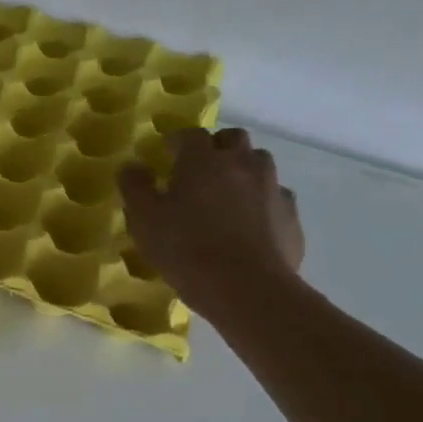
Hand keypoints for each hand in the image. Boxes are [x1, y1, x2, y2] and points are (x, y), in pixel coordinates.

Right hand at [118, 127, 304, 318]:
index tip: (165, 151)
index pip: (190, 134)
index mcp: (203, 161)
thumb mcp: (144, 219)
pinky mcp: (290, 215)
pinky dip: (260, 200)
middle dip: (215, 146)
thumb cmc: (185, 248)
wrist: (245, 287)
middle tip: (197, 168)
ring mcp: (272, 188)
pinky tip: (247, 222)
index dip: (176, 140)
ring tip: (224, 194)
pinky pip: (274, 196)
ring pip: (258, 164)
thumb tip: (131, 166)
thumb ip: (135, 187)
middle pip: (233, 139)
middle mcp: (242, 164)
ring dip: (241, 169)